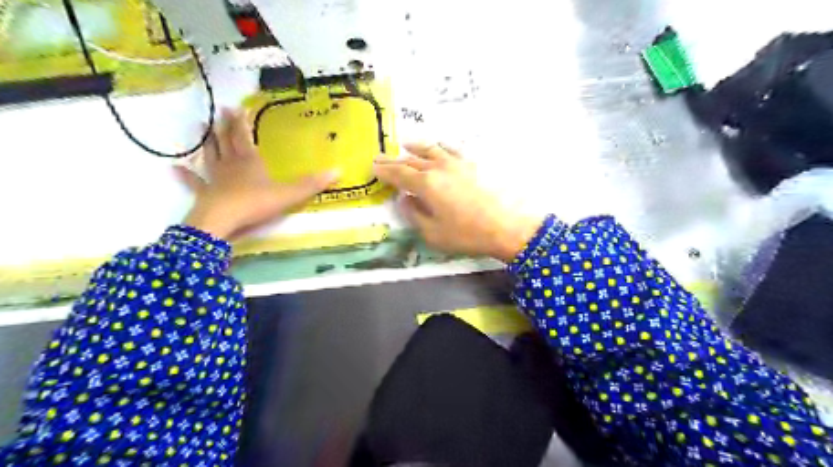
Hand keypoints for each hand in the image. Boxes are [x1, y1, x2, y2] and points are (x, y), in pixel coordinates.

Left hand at [179, 109, 336, 240]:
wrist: (223, 221)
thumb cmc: (255, 203)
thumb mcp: (289, 194)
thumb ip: (312, 184)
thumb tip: (338, 170)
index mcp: (249, 161)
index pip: (244, 136)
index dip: (242, 122)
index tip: (237, 107)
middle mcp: (230, 165)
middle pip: (226, 141)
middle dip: (224, 125)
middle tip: (220, 110)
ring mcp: (215, 179)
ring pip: (210, 155)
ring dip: (207, 141)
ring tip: (201, 126)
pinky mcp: (205, 194)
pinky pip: (194, 182)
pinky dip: (184, 175)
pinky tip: (174, 168)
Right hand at [373, 143, 543, 262]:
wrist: (509, 226)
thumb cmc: (468, 234)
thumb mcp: (433, 233)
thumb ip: (414, 215)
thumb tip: (405, 199)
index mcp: (426, 184)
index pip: (399, 174)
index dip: (384, 171)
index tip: (373, 167)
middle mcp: (439, 167)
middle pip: (412, 160)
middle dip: (394, 159)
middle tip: (381, 157)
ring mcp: (458, 162)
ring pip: (431, 149)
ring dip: (416, 147)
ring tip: (406, 144)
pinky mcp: (474, 163)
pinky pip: (452, 149)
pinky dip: (440, 146)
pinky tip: (439, 147)